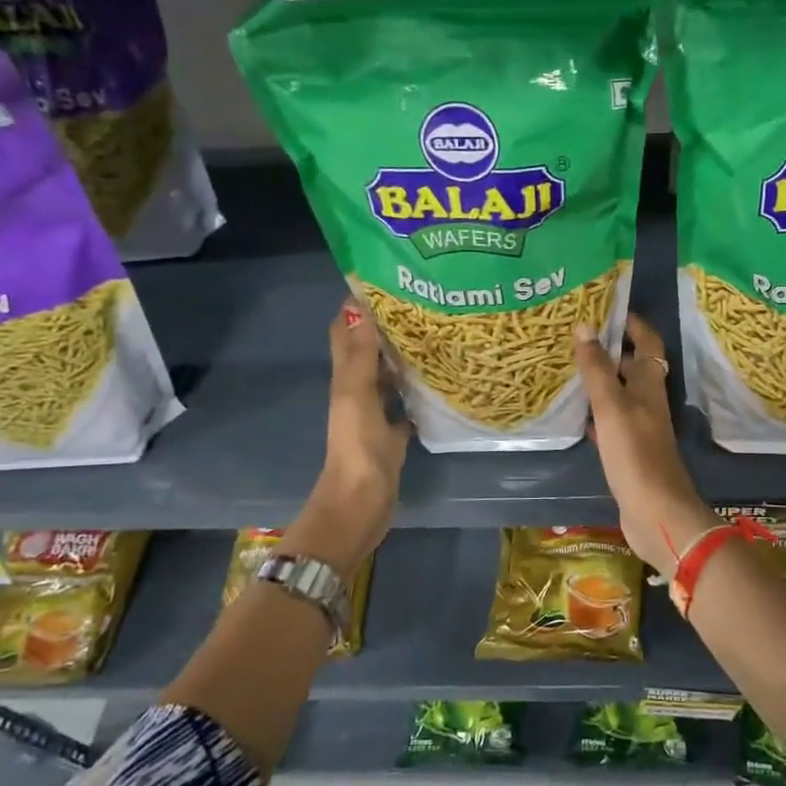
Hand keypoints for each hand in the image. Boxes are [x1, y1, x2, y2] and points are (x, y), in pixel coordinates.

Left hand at [284, 300, 409, 580]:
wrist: (361, 504)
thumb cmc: (358, 448)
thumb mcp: (356, 396)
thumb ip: (359, 355)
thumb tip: (358, 306)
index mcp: (346, 380)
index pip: (345, 333)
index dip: (356, 306)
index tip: (384, 281)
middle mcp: (358, 392)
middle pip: (370, 352)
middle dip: (387, 327)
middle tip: (423, 303)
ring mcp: (375, 416)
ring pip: (388, 378)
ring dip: (404, 358)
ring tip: (436, 334)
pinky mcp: (392, 437)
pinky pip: (405, 407)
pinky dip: (418, 394)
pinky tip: (440, 383)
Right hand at [574, 313, 715, 578]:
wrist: (655, 511)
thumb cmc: (635, 453)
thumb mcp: (611, 405)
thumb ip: (597, 368)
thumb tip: (585, 326)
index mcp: (649, 384)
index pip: (647, 342)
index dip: (633, 324)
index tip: (608, 308)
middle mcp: (647, 401)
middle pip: (632, 366)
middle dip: (609, 349)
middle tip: (576, 335)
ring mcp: (639, 427)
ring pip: (619, 394)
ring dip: (600, 380)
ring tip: (569, 367)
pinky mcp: (628, 451)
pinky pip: (610, 422)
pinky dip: (595, 413)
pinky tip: (576, 414)